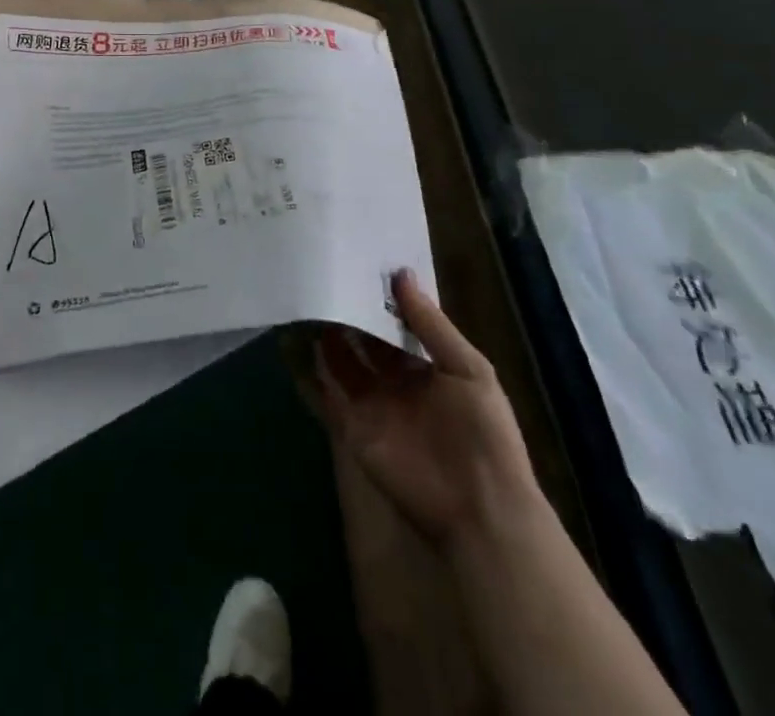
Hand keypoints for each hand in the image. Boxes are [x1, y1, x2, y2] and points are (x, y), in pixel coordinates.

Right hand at [311, 269, 540, 544]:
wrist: (480, 509)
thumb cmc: (484, 434)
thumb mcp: (470, 370)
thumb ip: (431, 324)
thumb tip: (400, 273)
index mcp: (426, 366)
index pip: (395, 325)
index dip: (378, 299)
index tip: (355, 264)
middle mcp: (396, 381)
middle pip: (364, 340)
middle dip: (347, 313)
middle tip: (321, 275)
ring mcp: (372, 405)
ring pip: (341, 362)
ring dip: (324, 336)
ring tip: (302, 299)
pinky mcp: (352, 428)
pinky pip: (325, 396)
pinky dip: (307, 373)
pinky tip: (290, 342)